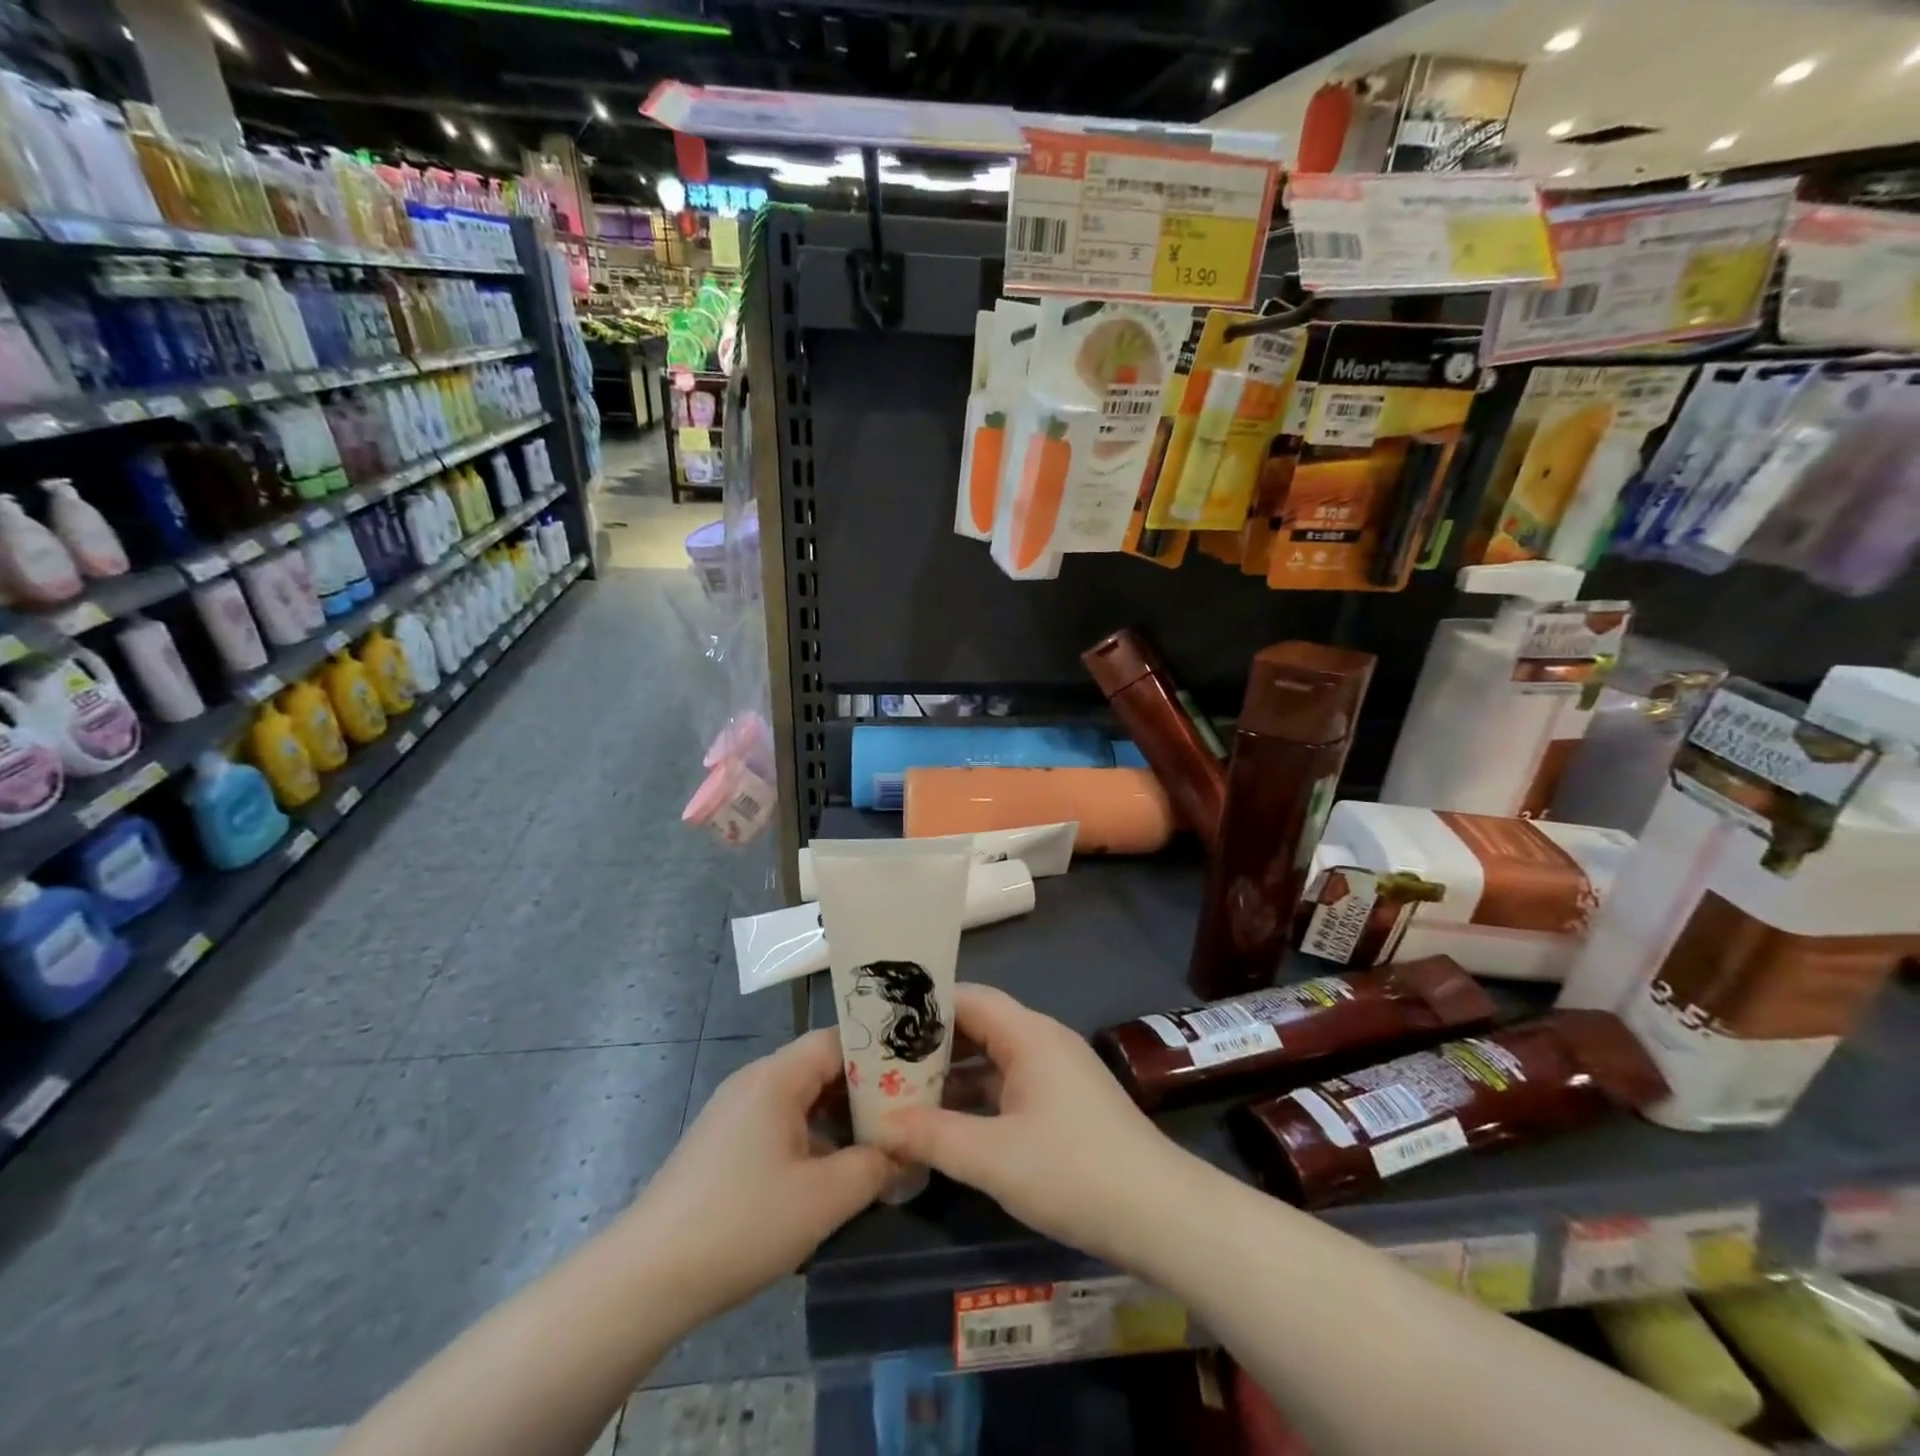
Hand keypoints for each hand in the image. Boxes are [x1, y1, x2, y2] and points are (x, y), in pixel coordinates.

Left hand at [623, 1029, 893, 1321]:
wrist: (645, 1278)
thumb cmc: (742, 1223)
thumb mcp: (823, 1199)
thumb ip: (874, 1167)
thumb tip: (905, 1152)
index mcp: (776, 1076)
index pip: (839, 1040)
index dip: (880, 1055)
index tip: (916, 1078)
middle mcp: (754, 1080)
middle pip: (821, 1067)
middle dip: (864, 1091)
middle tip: (905, 1116)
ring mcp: (735, 1112)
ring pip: (801, 1098)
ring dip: (838, 1119)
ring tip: (876, 1146)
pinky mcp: (723, 1143)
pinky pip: (780, 1123)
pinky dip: (811, 1138)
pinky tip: (830, 1174)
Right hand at [873, 984, 1186, 1265]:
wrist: (1161, 1215)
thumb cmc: (1074, 1171)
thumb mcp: (993, 1157)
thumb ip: (933, 1136)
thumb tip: (879, 1124)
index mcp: (1029, 1035)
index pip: (968, 998)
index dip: (925, 1006)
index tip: (882, 1022)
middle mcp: (1043, 1041)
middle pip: (979, 1025)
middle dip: (933, 1043)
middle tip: (883, 1062)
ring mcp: (1057, 1073)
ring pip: (994, 1058)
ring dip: (954, 1074)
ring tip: (905, 1092)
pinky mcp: (1065, 1103)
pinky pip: (1010, 1084)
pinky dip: (979, 1096)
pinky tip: (950, 1123)